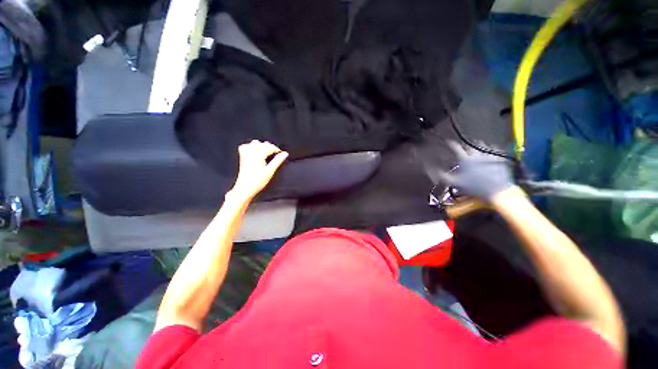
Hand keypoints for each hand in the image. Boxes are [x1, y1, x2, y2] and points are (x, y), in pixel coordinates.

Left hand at [229, 140, 288, 200]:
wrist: (245, 187)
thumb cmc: (258, 181)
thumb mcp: (270, 171)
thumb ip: (277, 161)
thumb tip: (285, 153)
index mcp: (258, 154)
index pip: (270, 147)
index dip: (277, 150)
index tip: (281, 154)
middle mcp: (251, 151)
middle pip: (263, 144)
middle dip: (270, 147)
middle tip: (276, 155)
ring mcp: (245, 153)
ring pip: (255, 143)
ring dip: (262, 146)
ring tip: (267, 153)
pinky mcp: (242, 156)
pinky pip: (247, 146)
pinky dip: (252, 147)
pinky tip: (256, 152)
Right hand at [439, 141, 514, 201]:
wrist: (497, 190)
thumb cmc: (474, 187)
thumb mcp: (455, 182)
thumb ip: (443, 175)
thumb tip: (434, 170)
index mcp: (464, 159)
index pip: (454, 147)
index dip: (449, 143)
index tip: (446, 142)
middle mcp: (475, 153)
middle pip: (467, 144)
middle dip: (463, 145)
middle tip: (459, 147)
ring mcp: (488, 154)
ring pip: (480, 144)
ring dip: (474, 145)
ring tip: (471, 149)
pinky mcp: (498, 157)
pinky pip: (492, 148)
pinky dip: (487, 148)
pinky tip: (485, 152)